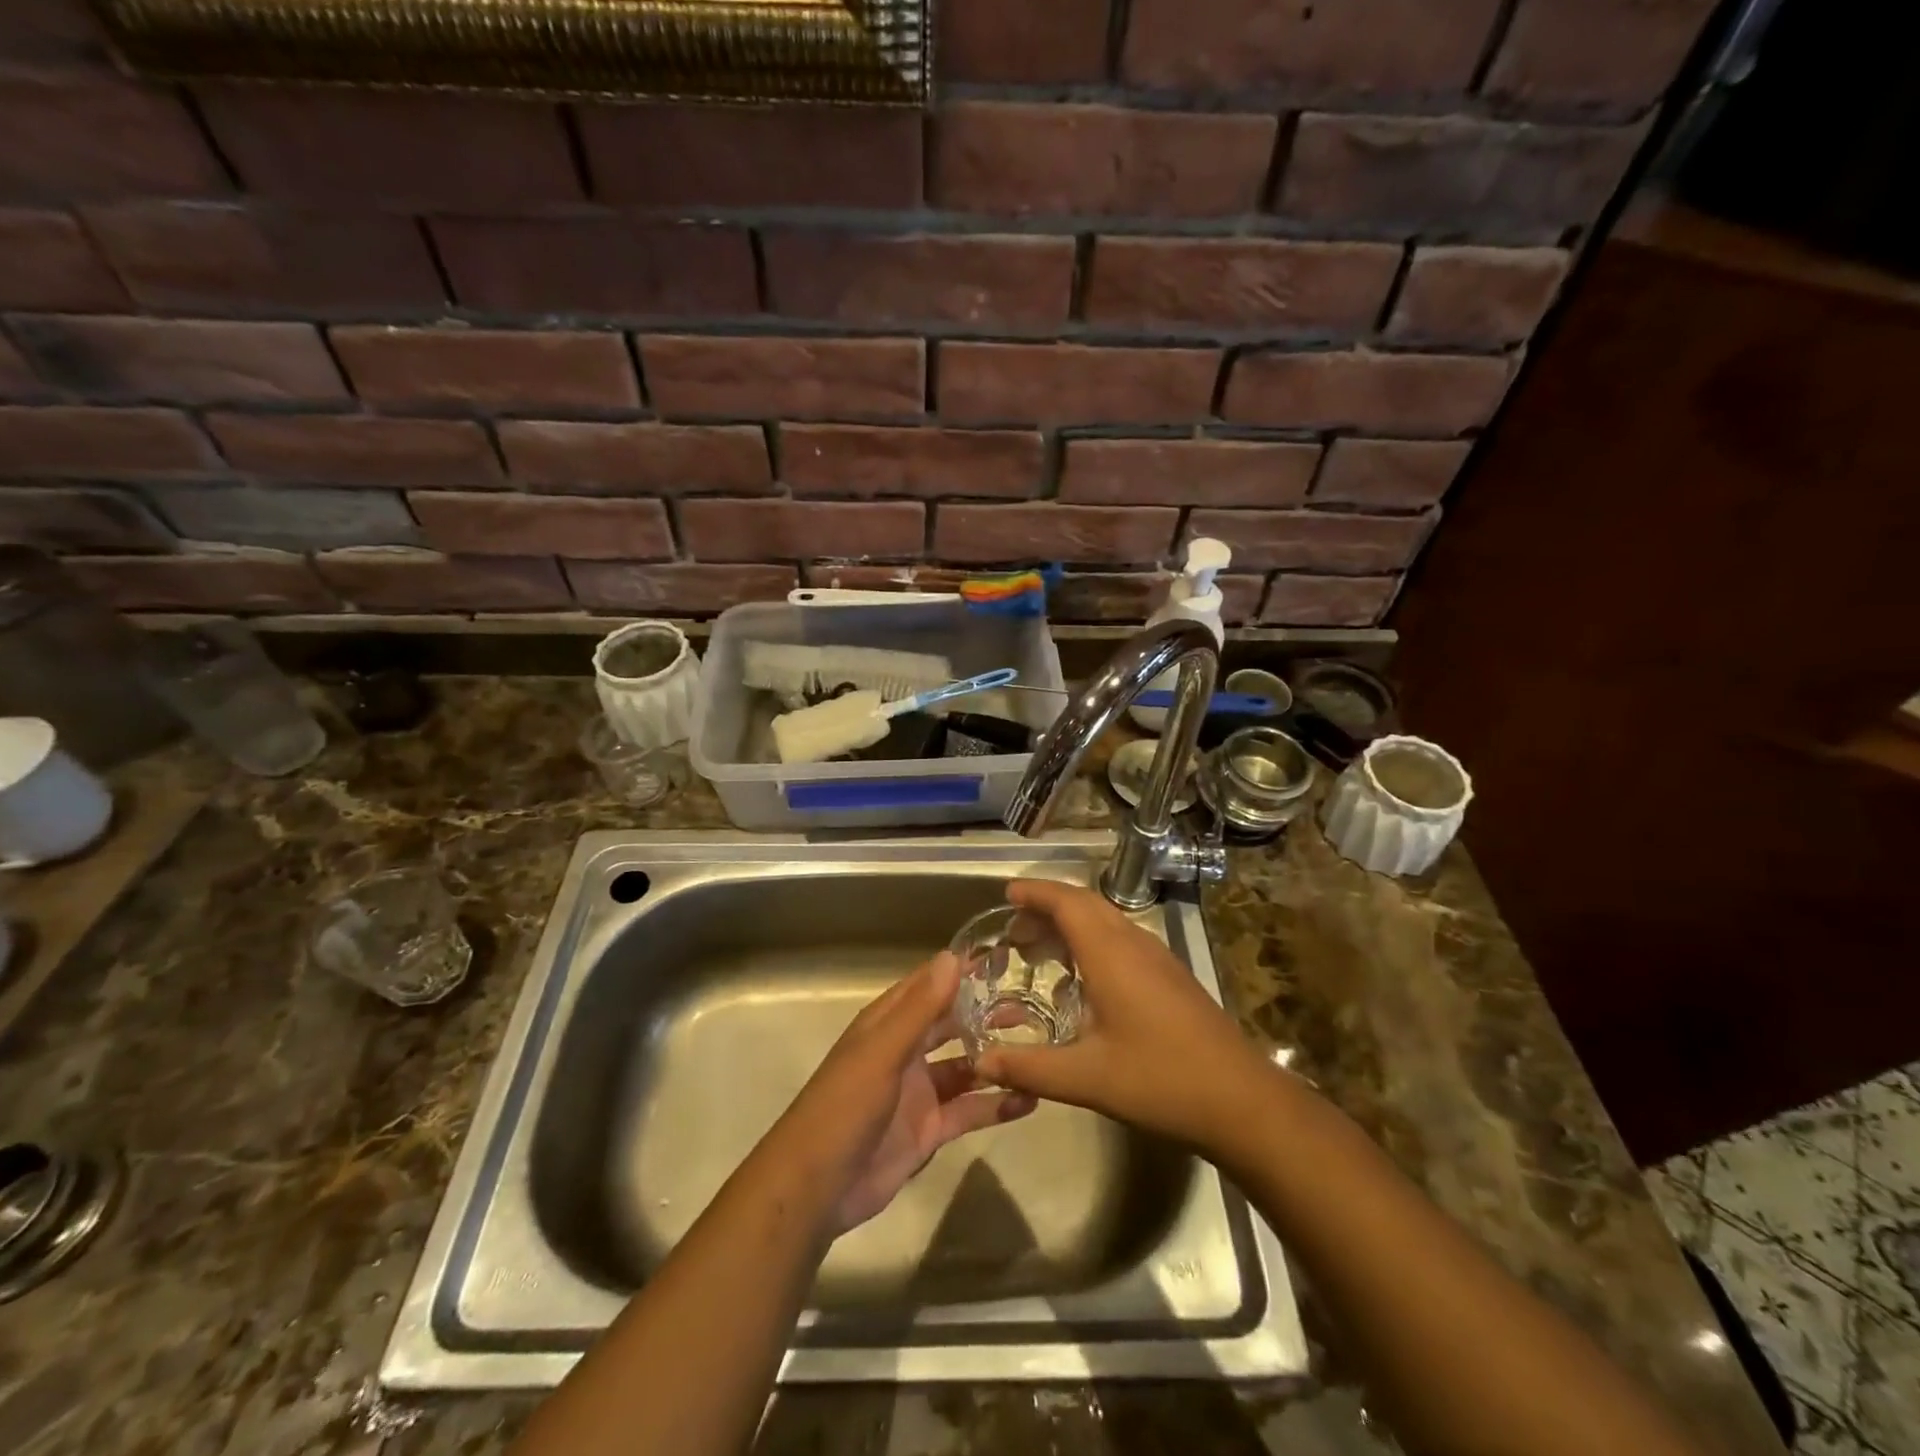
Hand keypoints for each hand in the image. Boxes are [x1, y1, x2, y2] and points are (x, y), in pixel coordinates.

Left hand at [769, 951, 1033, 1235]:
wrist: (816, 1188)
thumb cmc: (844, 1107)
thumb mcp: (882, 1052)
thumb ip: (919, 1008)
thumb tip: (952, 956)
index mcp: (886, 1025)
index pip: (928, 986)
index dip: (961, 971)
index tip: (1004, 958)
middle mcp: (904, 1052)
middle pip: (951, 1024)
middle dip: (986, 1013)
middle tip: (1032, 1005)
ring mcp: (918, 1092)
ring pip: (964, 1067)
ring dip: (995, 1058)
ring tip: (1039, 1049)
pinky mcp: (929, 1130)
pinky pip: (968, 1111)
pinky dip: (996, 1105)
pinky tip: (1029, 1100)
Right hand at [971, 880, 1272, 1150]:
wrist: (1242, 1100)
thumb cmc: (1160, 1081)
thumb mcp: (1087, 1078)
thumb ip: (1029, 1067)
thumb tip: (979, 1062)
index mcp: (1111, 954)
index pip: (1067, 902)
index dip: (1035, 893)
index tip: (1006, 894)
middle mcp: (1134, 944)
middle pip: (1086, 904)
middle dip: (1047, 907)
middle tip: (1014, 929)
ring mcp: (1158, 958)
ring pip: (1106, 920)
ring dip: (1071, 923)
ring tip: (1040, 950)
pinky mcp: (1171, 976)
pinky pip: (1122, 939)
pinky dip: (1092, 941)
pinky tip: (1083, 978)